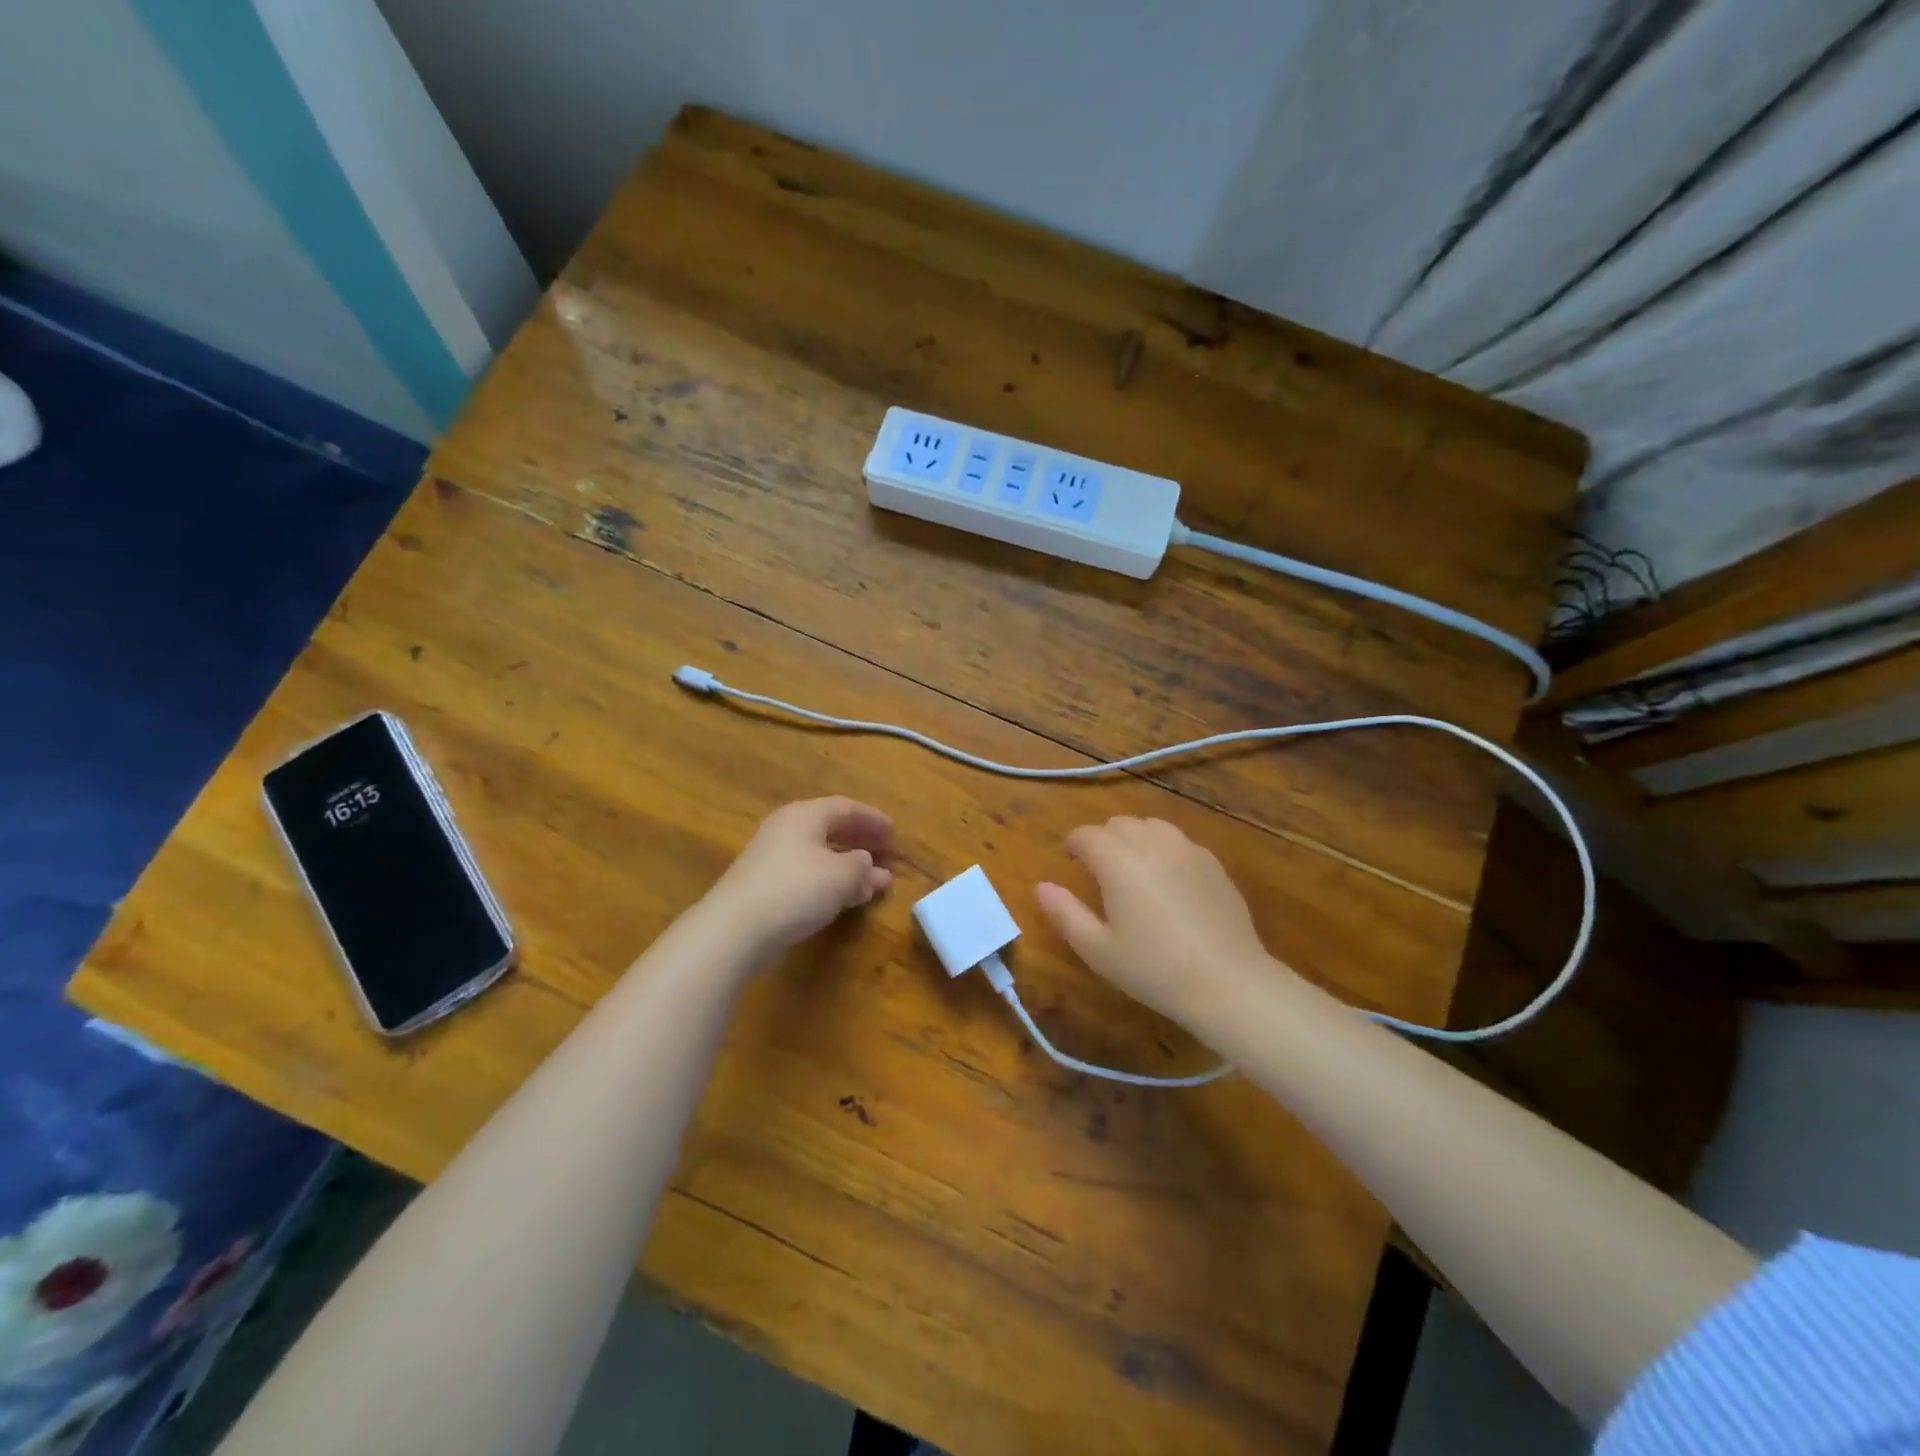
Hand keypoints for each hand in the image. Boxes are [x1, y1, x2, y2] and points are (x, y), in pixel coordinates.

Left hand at [708, 797, 893, 957]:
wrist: (735, 929)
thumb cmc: (795, 889)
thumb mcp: (841, 875)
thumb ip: (862, 866)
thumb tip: (867, 863)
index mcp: (804, 815)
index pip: (845, 808)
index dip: (872, 819)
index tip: (894, 832)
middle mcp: (786, 830)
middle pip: (831, 829)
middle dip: (861, 841)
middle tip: (886, 851)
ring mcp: (773, 859)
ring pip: (821, 855)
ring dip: (850, 867)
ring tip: (875, 882)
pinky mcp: (766, 887)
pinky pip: (808, 876)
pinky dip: (832, 883)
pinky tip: (848, 899)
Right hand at [1036, 816, 1286, 1028]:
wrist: (1229, 983)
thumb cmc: (1154, 970)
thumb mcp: (1097, 950)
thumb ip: (1064, 913)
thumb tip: (1042, 886)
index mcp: (1118, 860)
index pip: (1086, 834)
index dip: (1073, 845)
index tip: (1071, 864)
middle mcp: (1152, 843)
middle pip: (1118, 824)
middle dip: (1103, 840)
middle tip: (1100, 873)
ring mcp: (1187, 849)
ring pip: (1150, 826)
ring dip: (1134, 839)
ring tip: (1133, 872)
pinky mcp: (1212, 863)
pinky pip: (1178, 842)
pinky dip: (1163, 850)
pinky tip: (1167, 883)